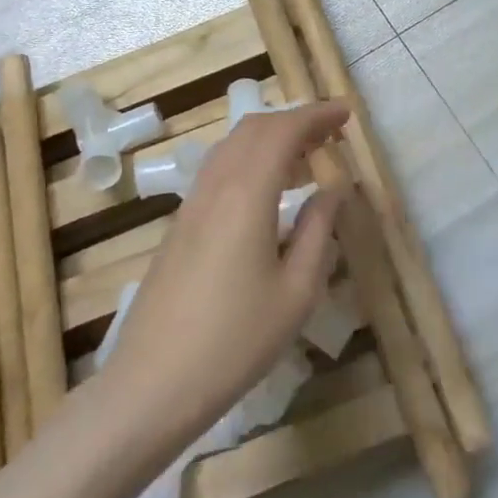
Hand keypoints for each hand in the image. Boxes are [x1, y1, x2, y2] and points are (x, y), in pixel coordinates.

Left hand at [102, 101, 349, 447]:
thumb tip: (333, 188)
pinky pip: (219, 170)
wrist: (152, 383)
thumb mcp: (296, 292)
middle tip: (330, 134)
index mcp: (246, 194)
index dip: (316, 115)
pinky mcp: (180, 225)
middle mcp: (215, 186)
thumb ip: (318, 230)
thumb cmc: (235, 341)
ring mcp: (191, 204)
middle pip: (254, 130)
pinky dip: (250, 161)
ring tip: (306, 159)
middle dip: (294, 121)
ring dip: (270, 139)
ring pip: (232, 147)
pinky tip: (269, 191)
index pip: (283, 131)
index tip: (346, 114)